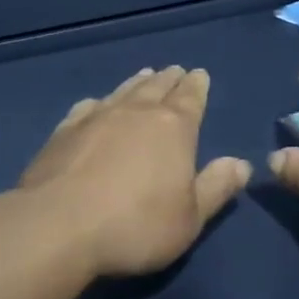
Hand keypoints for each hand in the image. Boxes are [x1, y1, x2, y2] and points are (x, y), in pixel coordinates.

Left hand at [17, 66, 251, 278]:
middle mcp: (136, 112)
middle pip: (157, 87)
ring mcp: (96, 118)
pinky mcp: (64, 132)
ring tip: (145, 75)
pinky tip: (97, 104)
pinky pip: (88, 107)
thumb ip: (216, 188)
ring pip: (123, 91)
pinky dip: (99, 102)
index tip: (200, 74)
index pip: (191, 98)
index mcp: (174, 127)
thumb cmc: (135, 226)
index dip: (197, 86)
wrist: (57, 228)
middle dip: (170, 79)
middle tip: (176, 70)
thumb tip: (241, 163)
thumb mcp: (190, 218)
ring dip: (137, 82)